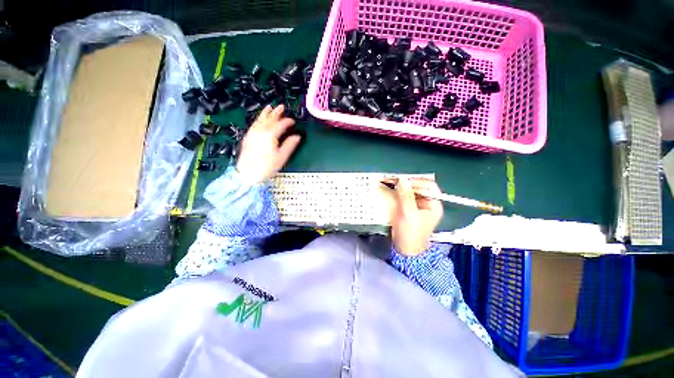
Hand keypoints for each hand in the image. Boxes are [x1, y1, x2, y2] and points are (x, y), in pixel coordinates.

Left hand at [236, 105, 301, 184]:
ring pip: (260, 120)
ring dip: (266, 113)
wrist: (247, 174)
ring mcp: (252, 133)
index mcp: (270, 135)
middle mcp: (260, 131)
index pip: (280, 124)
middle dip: (276, 112)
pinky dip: (259, 119)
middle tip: (281, 106)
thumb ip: (290, 145)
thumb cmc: (266, 167)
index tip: (293, 121)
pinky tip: (261, 119)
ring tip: (270, 107)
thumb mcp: (281, 157)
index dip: (287, 122)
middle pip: (269, 119)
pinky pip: (254, 124)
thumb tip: (297, 137)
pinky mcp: (248, 137)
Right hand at [388, 177, 443, 255]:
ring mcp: (416, 206)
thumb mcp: (409, 214)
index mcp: (433, 205)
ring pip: (409, 191)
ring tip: (389, 181)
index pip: (429, 186)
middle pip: (418, 188)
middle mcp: (426, 203)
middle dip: (406, 183)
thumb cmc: (410, 233)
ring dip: (400, 186)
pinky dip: (396, 192)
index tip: (403, 179)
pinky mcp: (407, 209)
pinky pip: (403, 197)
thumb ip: (406, 196)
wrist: (404, 250)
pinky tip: (389, 189)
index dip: (417, 181)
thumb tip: (402, 179)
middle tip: (393, 178)